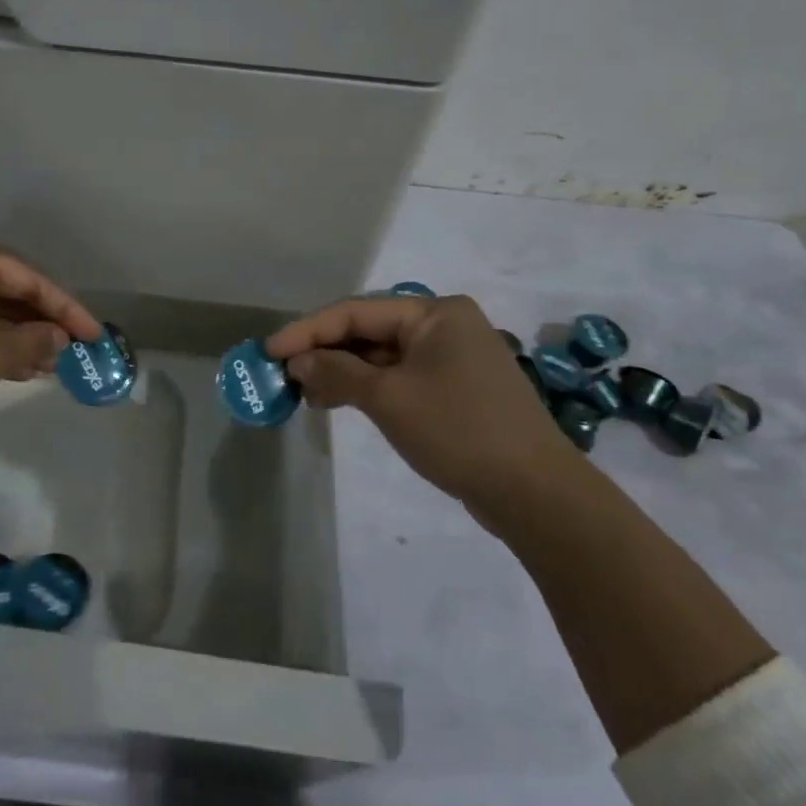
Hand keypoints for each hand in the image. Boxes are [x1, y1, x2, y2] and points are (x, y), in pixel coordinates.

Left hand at [0, 238, 101, 432]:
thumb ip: (31, 344)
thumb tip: (59, 339)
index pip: (30, 277)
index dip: (67, 308)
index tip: (94, 336)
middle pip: (7, 289)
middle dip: (40, 322)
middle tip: (70, 352)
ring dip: (15, 336)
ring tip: (45, 366)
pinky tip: (6, 367)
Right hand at [264, 294, 582, 534]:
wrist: (535, 493)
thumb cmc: (458, 430)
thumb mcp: (388, 398)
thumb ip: (336, 373)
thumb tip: (297, 362)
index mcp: (435, 313)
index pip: (355, 312)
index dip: (307, 330)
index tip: (269, 352)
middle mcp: (445, 326)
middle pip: (369, 331)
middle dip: (324, 352)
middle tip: (284, 375)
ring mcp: (453, 358)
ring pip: (382, 356)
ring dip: (343, 372)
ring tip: (306, 394)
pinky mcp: (456, 389)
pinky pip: (400, 377)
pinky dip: (368, 387)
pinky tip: (340, 402)